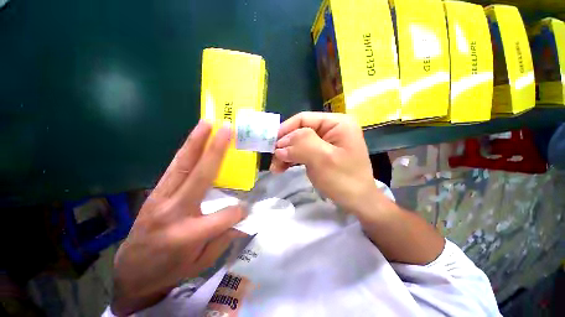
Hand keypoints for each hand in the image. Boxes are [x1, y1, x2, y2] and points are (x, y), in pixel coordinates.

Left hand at [112, 121, 246, 315]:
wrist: (132, 271)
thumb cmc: (170, 270)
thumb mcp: (201, 263)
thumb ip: (224, 238)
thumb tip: (241, 217)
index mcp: (188, 234)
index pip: (225, 216)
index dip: (238, 212)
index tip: (244, 211)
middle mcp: (174, 211)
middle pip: (199, 174)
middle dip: (216, 150)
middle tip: (226, 128)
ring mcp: (161, 198)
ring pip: (182, 164)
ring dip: (196, 141)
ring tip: (207, 123)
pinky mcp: (155, 192)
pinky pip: (174, 168)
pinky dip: (186, 151)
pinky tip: (194, 140)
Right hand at [269, 112, 376, 212]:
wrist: (358, 203)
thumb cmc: (344, 180)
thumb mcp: (322, 159)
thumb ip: (301, 145)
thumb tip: (280, 145)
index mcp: (336, 123)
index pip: (303, 119)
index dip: (285, 130)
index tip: (271, 144)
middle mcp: (331, 129)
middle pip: (300, 131)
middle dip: (285, 146)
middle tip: (273, 160)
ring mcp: (326, 142)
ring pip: (299, 143)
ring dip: (286, 154)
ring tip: (276, 167)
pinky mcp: (322, 154)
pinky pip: (303, 152)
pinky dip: (291, 159)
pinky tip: (283, 167)